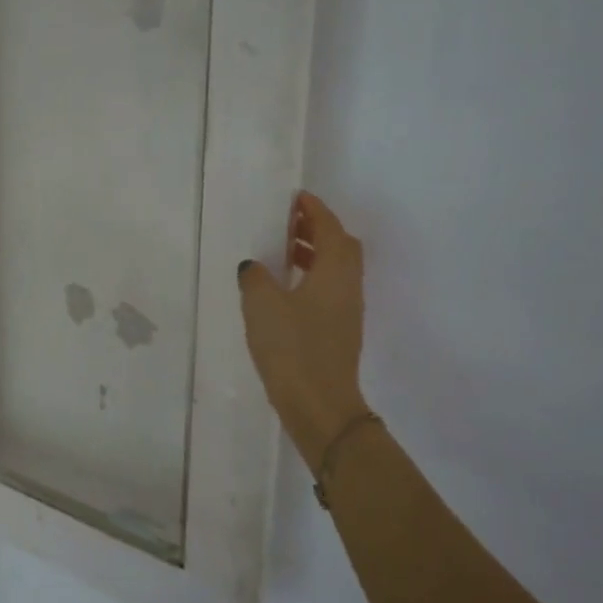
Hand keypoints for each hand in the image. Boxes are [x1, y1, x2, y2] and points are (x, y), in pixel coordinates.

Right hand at [238, 191, 370, 468]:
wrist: (319, 404)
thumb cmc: (292, 348)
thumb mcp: (262, 305)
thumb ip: (255, 277)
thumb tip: (254, 266)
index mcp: (334, 271)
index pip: (330, 228)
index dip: (315, 210)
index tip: (296, 198)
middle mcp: (347, 286)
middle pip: (341, 246)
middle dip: (318, 229)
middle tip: (289, 224)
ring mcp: (347, 311)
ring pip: (336, 269)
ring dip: (315, 254)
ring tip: (284, 253)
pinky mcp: (339, 331)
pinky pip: (330, 290)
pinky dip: (313, 277)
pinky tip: (286, 290)